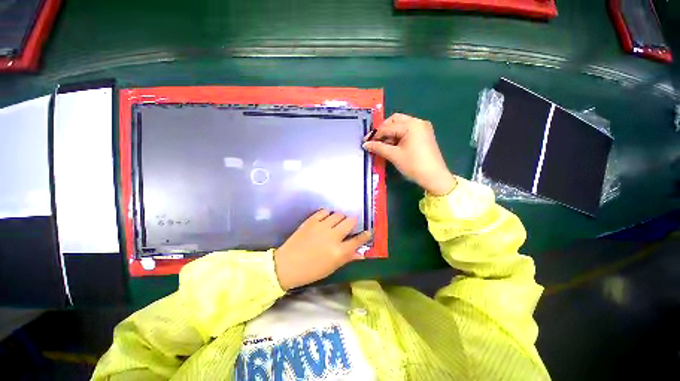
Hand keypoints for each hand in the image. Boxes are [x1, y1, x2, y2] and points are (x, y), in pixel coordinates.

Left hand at [274, 210, 370, 289]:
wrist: (287, 265)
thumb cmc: (311, 270)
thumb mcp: (332, 267)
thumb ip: (347, 258)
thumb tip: (361, 253)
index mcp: (339, 251)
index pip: (358, 240)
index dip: (365, 235)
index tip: (368, 231)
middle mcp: (333, 236)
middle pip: (350, 221)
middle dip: (352, 222)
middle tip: (348, 226)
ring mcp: (322, 226)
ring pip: (339, 214)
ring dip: (340, 218)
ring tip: (336, 223)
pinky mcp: (312, 220)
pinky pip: (325, 211)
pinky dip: (328, 214)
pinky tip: (325, 219)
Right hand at [363, 113, 456, 195]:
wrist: (434, 177)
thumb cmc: (414, 165)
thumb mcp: (394, 155)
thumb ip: (378, 147)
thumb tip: (366, 144)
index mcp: (411, 125)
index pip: (388, 127)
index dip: (375, 135)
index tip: (365, 142)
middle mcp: (417, 122)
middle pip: (395, 121)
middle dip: (383, 130)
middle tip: (374, 141)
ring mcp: (422, 128)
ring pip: (400, 126)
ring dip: (390, 134)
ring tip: (381, 146)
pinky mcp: (423, 135)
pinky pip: (407, 131)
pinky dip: (397, 137)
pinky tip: (391, 146)